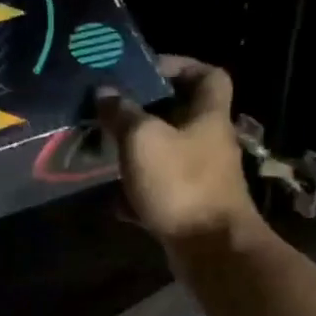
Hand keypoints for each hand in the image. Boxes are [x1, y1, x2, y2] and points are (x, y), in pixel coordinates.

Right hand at [96, 55, 260, 247]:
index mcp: (208, 117)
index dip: (181, 65)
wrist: (210, 249)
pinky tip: (115, 200)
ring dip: (139, 154)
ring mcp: (203, 178)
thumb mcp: (142, 140)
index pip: (209, 75)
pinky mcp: (191, 209)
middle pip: (183, 116)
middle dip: (148, 113)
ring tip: (108, 153)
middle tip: (115, 113)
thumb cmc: (181, 183)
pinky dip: (139, 193)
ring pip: (168, 155)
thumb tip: (105, 92)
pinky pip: (161, 191)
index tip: (146, 71)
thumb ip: (122, 113)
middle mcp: (210, 143)